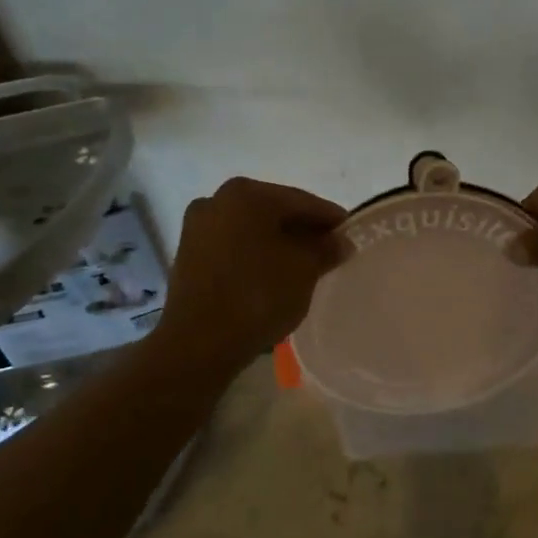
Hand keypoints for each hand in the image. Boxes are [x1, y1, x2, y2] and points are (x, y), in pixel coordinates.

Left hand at [150, 177, 347, 369]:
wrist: (198, 344)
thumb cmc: (257, 296)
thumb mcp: (304, 270)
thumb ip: (325, 249)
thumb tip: (339, 241)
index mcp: (246, 194)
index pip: (301, 201)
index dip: (329, 218)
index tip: (350, 233)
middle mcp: (217, 200)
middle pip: (273, 212)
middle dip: (302, 230)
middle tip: (329, 251)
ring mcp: (197, 227)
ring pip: (251, 230)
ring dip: (277, 243)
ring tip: (303, 266)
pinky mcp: (188, 255)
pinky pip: (233, 247)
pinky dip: (254, 255)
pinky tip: (271, 275)